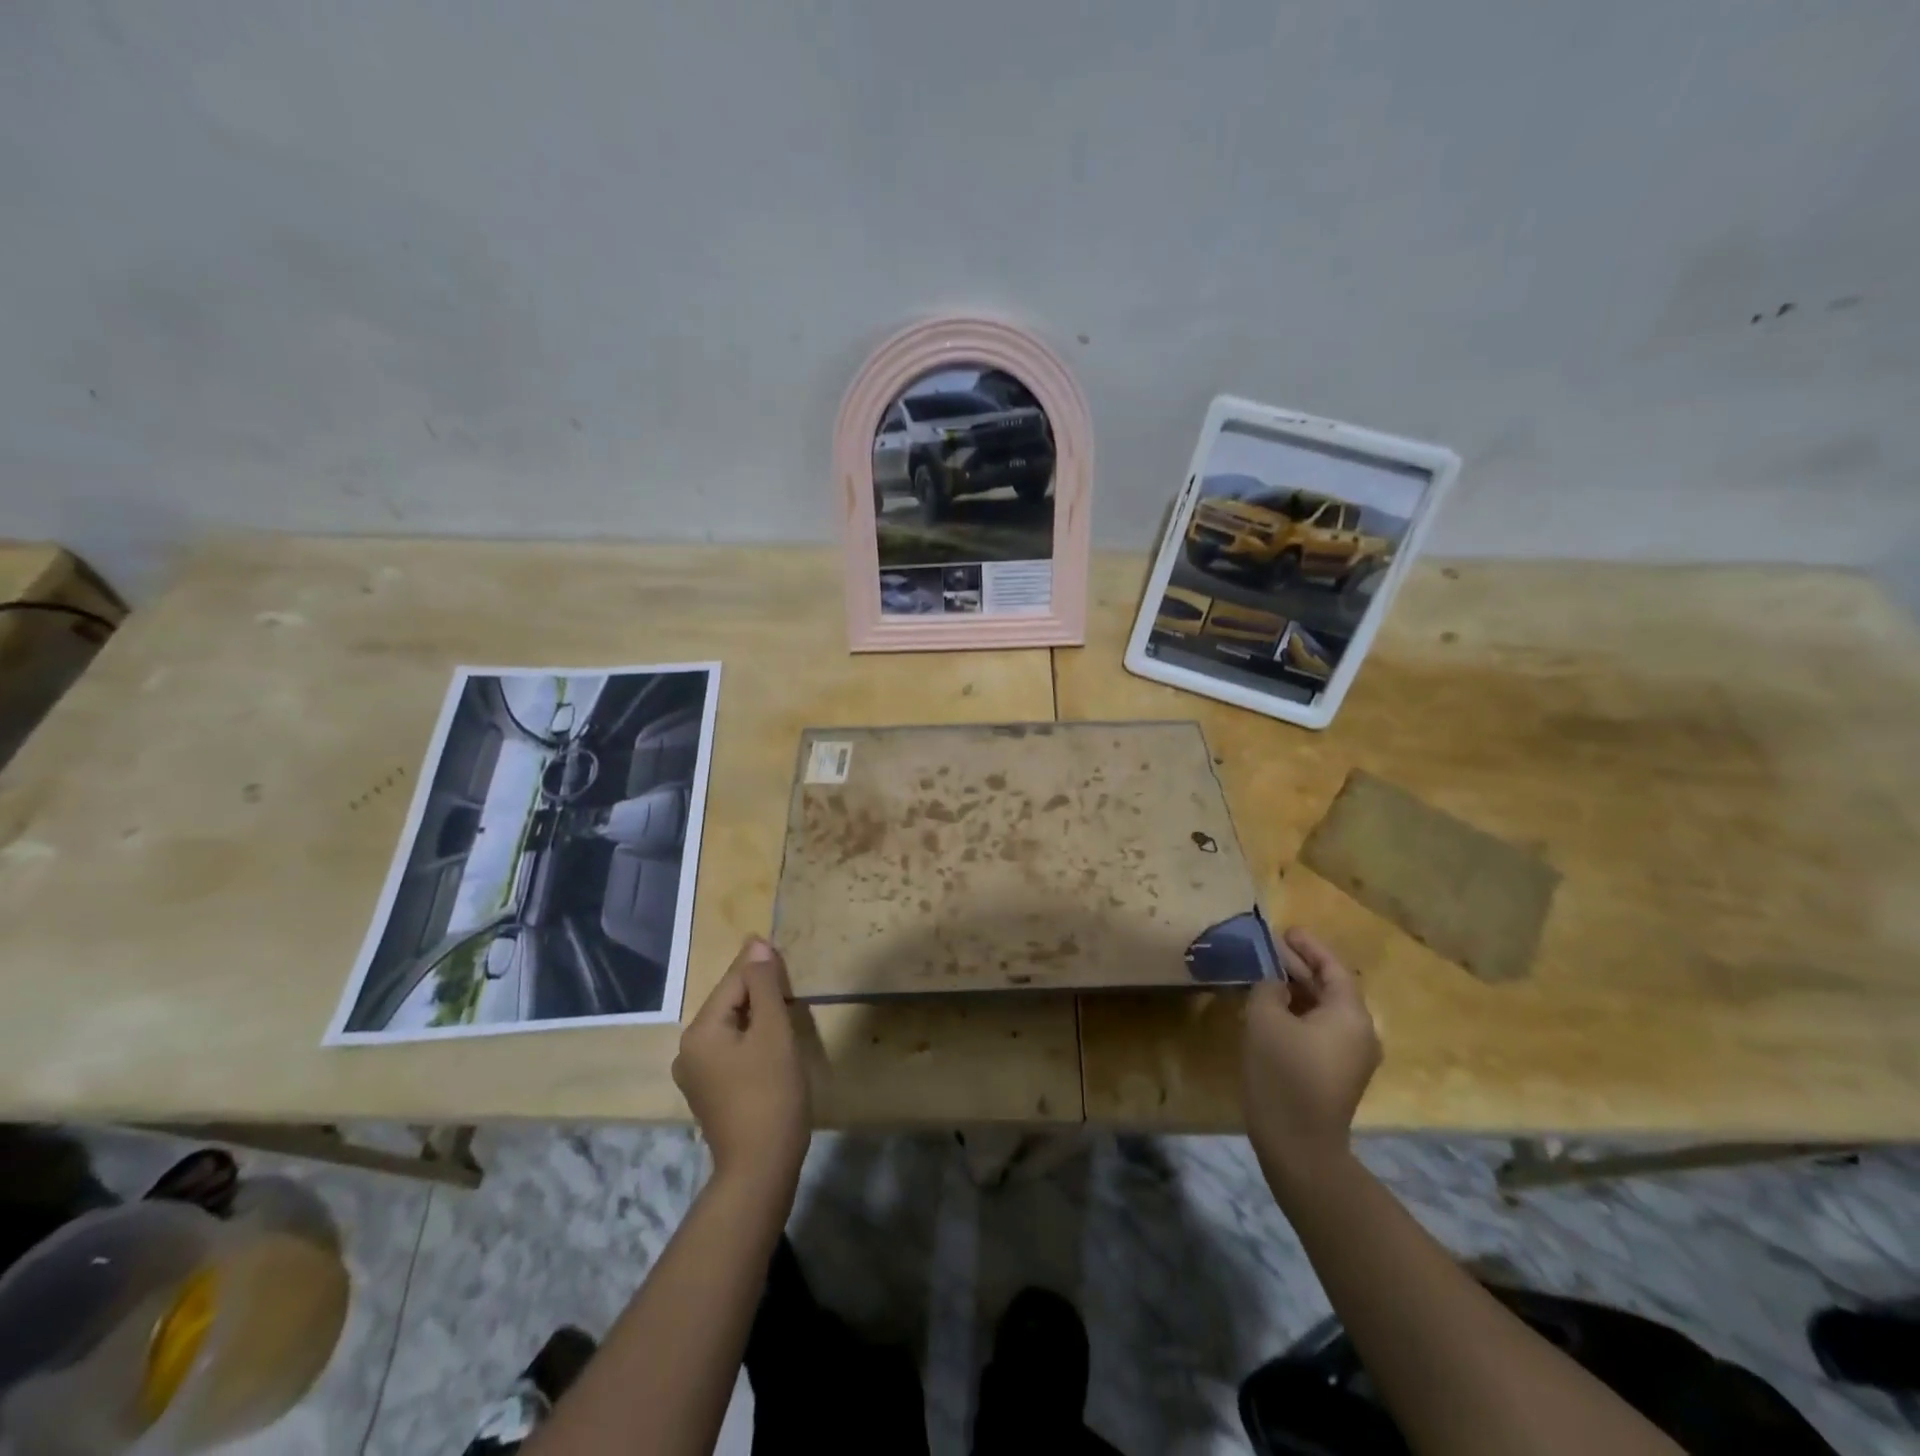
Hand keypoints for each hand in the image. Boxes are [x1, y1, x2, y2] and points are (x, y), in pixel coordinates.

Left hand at [673, 936, 811, 1189]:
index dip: (764, 969)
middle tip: (794, 997)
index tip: (790, 967)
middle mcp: (689, 1049)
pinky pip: (732, 1050)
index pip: (735, 981)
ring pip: (733, 1027)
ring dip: (760, 1018)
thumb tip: (757, 943)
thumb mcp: (773, 1032)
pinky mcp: (710, 1092)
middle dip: (762, 994)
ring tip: (788, 1019)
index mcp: (700, 1031)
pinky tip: (773, 1050)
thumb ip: (765, 985)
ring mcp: (696, 1074)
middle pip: (730, 1003)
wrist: (760, 1168)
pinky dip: (753, 1042)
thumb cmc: (771, 1093)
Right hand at [1241, 928, 1380, 1187]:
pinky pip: (1321, 1031)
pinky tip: (1271, 1011)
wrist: (1299, 1145)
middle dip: (1300, 967)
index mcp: (1350, 1015)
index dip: (1308, 947)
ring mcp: (1352, 1057)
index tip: (1285, 930)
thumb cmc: (1283, 1073)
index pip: (1333, 968)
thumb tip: (1275, 982)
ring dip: (1297, 991)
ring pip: (1324, 1011)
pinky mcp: (1338, 1075)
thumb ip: (1269, 988)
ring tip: (1265, 975)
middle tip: (1269, 950)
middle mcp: (1361, 1033)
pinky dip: (1299, 1014)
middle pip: (1331, 988)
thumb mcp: (1265, 1019)